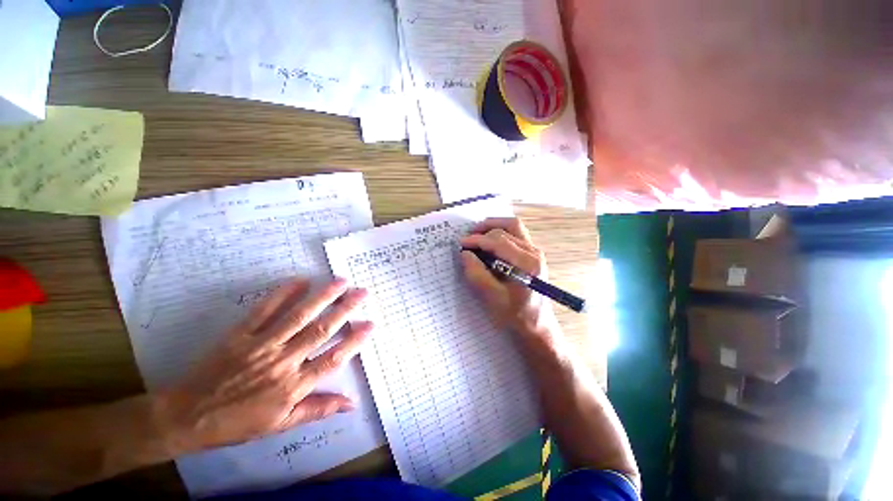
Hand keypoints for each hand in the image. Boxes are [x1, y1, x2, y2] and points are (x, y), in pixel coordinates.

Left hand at [154, 278, 372, 454]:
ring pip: (298, 317)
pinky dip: (282, 294)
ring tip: (340, 281)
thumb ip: (318, 410)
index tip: (370, 323)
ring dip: (322, 297)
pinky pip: (264, 311)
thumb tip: (352, 403)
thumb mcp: (281, 425)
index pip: (332, 360)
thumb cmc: (238, 423)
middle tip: (362, 292)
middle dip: (345, 310)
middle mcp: (282, 362)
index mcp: (293, 386)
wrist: (187, 417)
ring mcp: (261, 345)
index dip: (354, 341)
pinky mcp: (240, 335)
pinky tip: (301, 281)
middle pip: (320, 331)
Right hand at [460, 218, 558, 337]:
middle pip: (506, 229)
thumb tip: (465, 253)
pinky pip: (516, 233)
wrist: (536, 324)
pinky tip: (489, 240)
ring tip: (477, 233)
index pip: (498, 241)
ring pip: (513, 226)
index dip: (477, 239)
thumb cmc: (515, 314)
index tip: (461, 243)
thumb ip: (477, 274)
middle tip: (467, 239)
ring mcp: (535, 251)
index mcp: (527, 263)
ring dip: (493, 226)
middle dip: (483, 231)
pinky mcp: (532, 253)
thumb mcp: (492, 298)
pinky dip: (500, 232)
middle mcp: (534, 252)